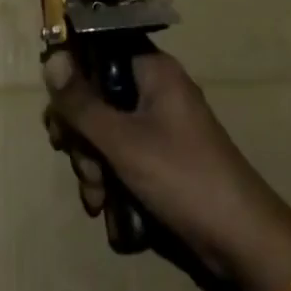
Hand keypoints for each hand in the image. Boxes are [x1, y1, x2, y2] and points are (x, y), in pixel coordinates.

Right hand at [44, 49, 290, 290]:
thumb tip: (50, 58)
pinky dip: (109, 176)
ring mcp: (158, 125)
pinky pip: (121, 154)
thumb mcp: (123, 141)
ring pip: (105, 129)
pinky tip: (104, 206)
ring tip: (96, 195)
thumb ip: (82, 103)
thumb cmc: (182, 177)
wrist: (240, 240)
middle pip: (97, 94)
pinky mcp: (159, 158)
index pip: (100, 50)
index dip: (73, 74)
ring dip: (92, 162)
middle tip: (79, 160)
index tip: (57, 107)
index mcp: (153, 70)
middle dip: (81, 133)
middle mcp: (155, 90)